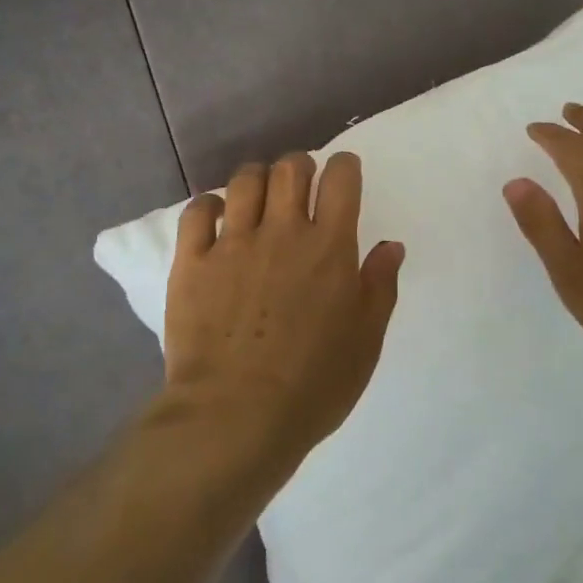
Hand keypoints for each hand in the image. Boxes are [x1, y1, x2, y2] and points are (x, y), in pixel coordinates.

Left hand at [162, 151, 403, 473]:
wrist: (235, 415)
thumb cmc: (313, 384)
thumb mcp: (366, 340)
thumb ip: (380, 286)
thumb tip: (390, 246)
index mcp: (330, 246)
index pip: (341, 179)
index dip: (344, 167)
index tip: (343, 175)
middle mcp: (282, 231)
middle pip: (290, 168)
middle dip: (299, 166)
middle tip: (300, 186)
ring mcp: (232, 243)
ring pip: (244, 180)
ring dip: (257, 179)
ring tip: (259, 197)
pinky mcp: (191, 261)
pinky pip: (197, 211)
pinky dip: (210, 205)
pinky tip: (217, 217)